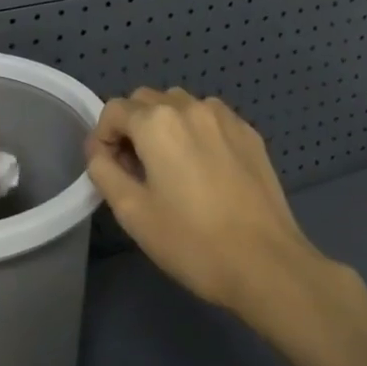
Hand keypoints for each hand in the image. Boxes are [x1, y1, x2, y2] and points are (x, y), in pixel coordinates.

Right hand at [87, 87, 325, 318]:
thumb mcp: (132, 212)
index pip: (113, 110)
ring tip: (172, 167)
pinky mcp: (249, 133)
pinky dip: (196, 132)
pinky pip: (209, 118)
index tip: (110, 170)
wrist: (267, 265)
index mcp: (156, 122)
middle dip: (133, 127)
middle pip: (145, 101)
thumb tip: (99, 150)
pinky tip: (205, 169)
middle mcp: (189, 107)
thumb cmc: (192, 241)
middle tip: (137, 170)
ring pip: (179, 105)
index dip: (103, 137)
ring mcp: (224, 117)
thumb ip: (103, 170)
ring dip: (165, 125)